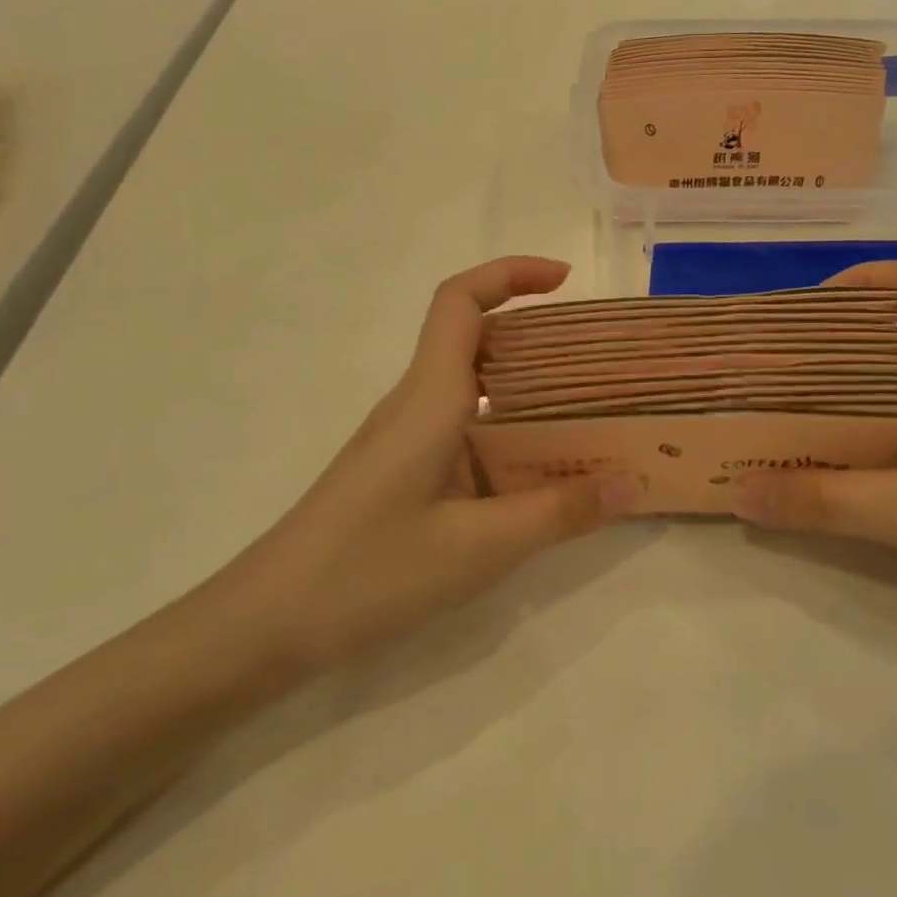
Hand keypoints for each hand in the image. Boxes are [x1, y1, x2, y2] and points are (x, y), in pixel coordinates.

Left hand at [217, 257, 631, 680]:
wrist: (267, 623)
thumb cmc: (367, 572)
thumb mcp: (478, 548)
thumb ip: (558, 513)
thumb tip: (629, 485)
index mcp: (429, 397)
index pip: (461, 301)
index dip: (511, 273)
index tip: (565, 279)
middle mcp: (416, 402)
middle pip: (474, 336)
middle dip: (536, 332)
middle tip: (597, 359)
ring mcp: (405, 436)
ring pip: (471, 383)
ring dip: (527, 385)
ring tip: (586, 413)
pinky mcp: (403, 468)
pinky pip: (464, 425)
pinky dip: (508, 427)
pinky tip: (538, 470)